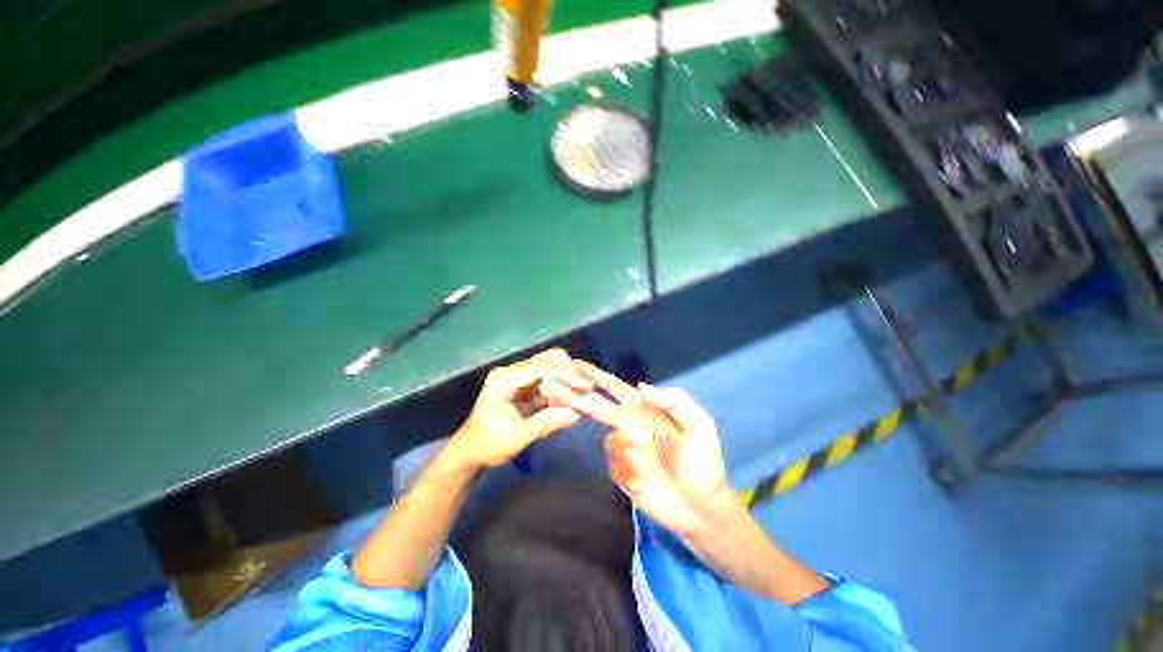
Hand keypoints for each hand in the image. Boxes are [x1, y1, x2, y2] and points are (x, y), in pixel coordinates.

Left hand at [446, 349, 592, 469]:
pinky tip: (571, 400)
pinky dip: (562, 388)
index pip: (540, 368)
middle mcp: (512, 371)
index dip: (565, 375)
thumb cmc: (488, 445)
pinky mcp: (527, 385)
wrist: (471, 451)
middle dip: (569, 372)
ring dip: (567, 379)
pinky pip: (550, 380)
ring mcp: (520, 376)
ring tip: (582, 395)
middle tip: (586, 390)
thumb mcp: (516, 438)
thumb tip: (575, 413)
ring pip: (551, 366)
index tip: (586, 386)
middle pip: (547, 359)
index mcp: (504, 379)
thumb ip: (544, 424)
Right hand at [544, 361, 732, 536]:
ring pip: (608, 441)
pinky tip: (647, 478)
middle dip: (574, 396)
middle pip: (595, 406)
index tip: (575, 364)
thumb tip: (641, 386)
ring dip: (626, 450)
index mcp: (643, 409)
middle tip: (549, 387)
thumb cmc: (702, 461)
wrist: (700, 507)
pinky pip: (613, 464)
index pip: (614, 387)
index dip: (596, 375)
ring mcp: (623, 448)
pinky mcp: (620, 471)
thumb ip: (673, 401)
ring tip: (651, 463)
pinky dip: (627, 469)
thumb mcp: (698, 425)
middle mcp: (628, 424)